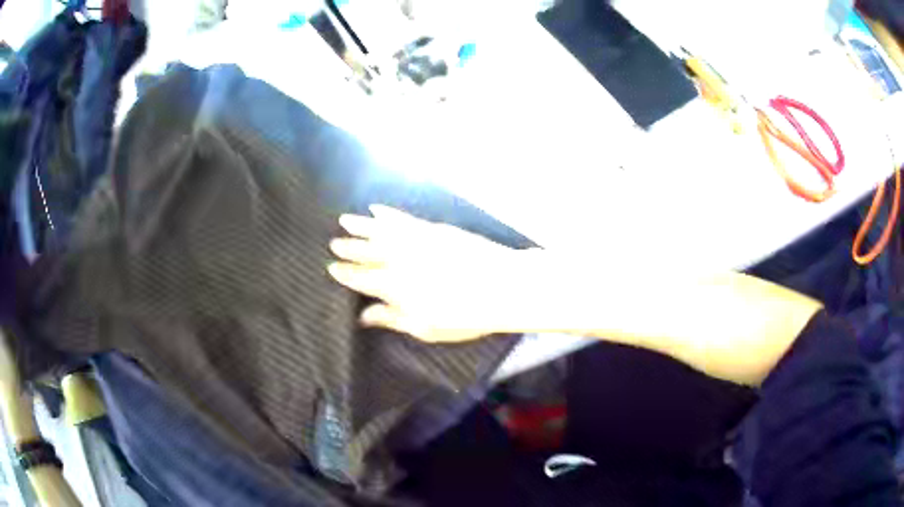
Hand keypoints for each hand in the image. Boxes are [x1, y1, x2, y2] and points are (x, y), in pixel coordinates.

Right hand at [328, 206, 530, 342]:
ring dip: (361, 225)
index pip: (361, 278)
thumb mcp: (425, 328)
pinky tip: (377, 208)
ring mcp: (415, 240)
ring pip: (380, 230)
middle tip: (333, 242)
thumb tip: (364, 316)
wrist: (502, 285)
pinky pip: (403, 218)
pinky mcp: (432, 229)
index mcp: (393, 287)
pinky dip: (388, 213)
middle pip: (367, 251)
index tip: (331, 267)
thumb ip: (392, 318)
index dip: (345, 273)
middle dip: (348, 247)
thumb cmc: (464, 315)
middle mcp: (398, 259)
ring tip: (344, 220)